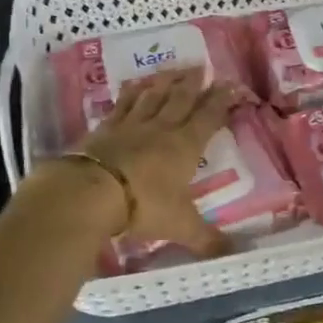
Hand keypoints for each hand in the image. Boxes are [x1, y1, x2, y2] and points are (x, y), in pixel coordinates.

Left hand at [72, 69, 237, 255]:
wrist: (90, 193)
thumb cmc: (142, 206)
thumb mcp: (179, 225)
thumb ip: (206, 239)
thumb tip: (233, 255)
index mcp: (185, 146)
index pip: (208, 117)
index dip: (221, 101)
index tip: (231, 86)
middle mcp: (161, 128)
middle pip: (181, 99)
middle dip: (194, 83)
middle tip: (202, 67)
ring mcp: (131, 125)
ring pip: (153, 96)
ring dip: (165, 82)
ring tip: (173, 71)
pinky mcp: (105, 128)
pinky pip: (122, 104)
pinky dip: (131, 93)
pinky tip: (134, 86)